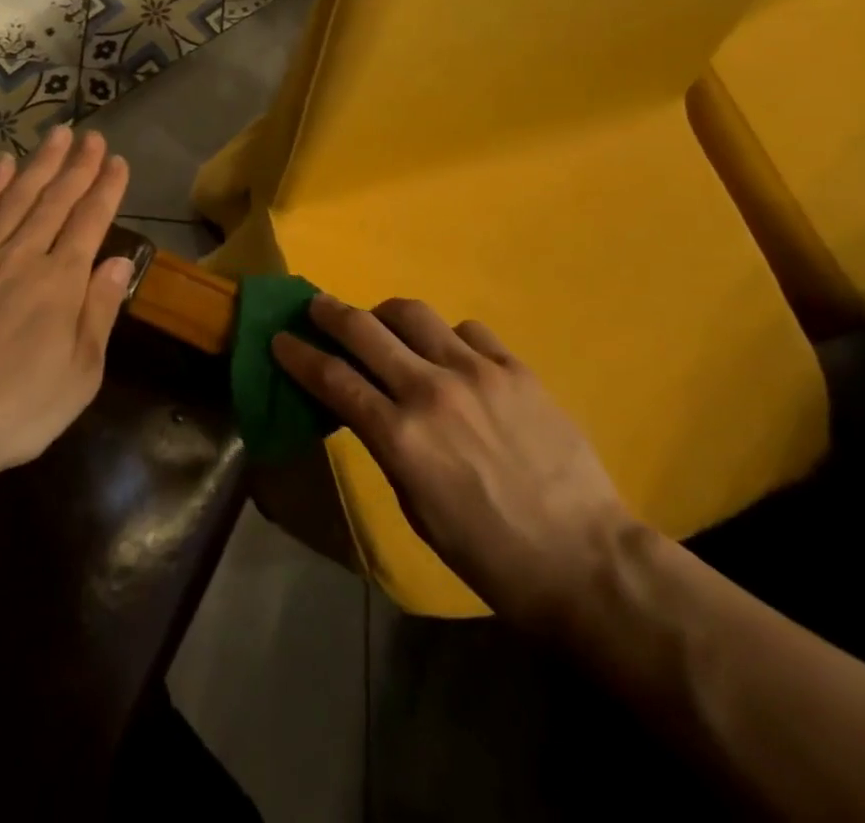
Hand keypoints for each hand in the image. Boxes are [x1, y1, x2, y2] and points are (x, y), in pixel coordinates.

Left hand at [0, 126, 131, 488]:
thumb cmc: (16, 410)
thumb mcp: (79, 375)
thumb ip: (100, 312)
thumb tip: (119, 261)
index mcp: (61, 283)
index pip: (90, 221)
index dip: (106, 188)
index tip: (117, 160)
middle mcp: (22, 257)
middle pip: (55, 200)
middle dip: (77, 165)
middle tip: (91, 134)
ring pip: (16, 198)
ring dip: (39, 164)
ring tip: (55, 135)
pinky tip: (2, 166)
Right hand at [273, 295, 638, 634]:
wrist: (584, 559)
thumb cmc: (489, 554)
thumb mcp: (417, 509)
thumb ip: (386, 447)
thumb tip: (366, 408)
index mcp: (401, 437)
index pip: (333, 379)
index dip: (299, 355)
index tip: (280, 339)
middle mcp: (431, 390)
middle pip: (364, 330)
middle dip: (329, 313)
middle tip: (315, 306)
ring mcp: (477, 372)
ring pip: (414, 314)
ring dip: (386, 315)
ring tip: (384, 325)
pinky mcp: (515, 367)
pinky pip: (468, 330)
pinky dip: (447, 336)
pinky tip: (451, 355)